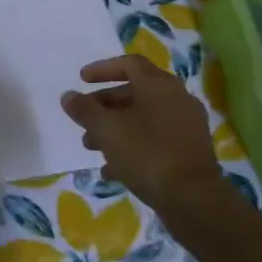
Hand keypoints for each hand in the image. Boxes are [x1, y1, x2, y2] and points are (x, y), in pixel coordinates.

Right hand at [60, 56, 221, 219]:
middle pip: (135, 92)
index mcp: (158, 85)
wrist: (193, 198)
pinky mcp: (190, 150)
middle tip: (83, 120)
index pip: (128, 64)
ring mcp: (186, 125)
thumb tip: (68, 96)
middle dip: (104, 105)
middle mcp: (176, 98)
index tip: (81, 80)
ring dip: (115, 128)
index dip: (102, 69)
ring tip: (92, 147)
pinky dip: (132, 146)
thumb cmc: (146, 154)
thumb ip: (84, 110)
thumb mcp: (106, 130)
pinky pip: (155, 140)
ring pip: (144, 118)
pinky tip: (112, 170)